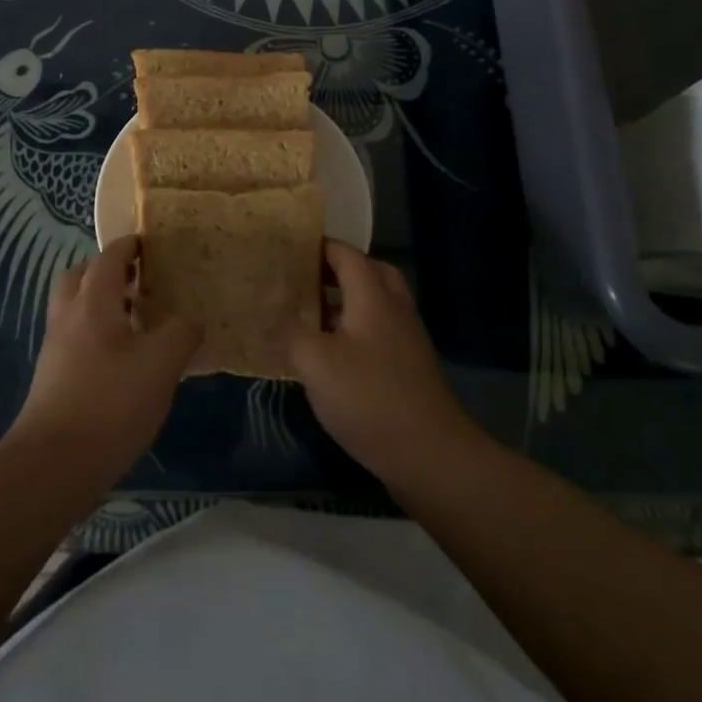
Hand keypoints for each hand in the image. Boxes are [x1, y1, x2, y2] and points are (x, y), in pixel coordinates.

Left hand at [8, 235, 201, 483]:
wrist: (53, 464)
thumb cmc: (111, 402)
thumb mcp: (161, 364)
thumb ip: (181, 332)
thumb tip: (191, 319)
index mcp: (93, 301)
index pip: (109, 257)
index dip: (129, 246)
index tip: (150, 243)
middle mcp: (68, 316)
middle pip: (81, 276)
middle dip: (107, 272)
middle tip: (139, 281)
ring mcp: (56, 348)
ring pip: (75, 309)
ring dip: (101, 304)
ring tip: (138, 321)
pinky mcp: (53, 378)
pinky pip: (75, 338)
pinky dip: (96, 334)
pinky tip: (123, 360)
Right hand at [286, 241, 479, 484]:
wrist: (430, 455)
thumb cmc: (370, 398)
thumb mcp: (316, 363)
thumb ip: (289, 334)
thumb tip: (270, 319)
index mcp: (373, 296)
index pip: (347, 254)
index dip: (319, 246)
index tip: (289, 248)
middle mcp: (394, 309)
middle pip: (368, 273)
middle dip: (336, 270)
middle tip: (303, 278)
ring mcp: (405, 339)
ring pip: (375, 303)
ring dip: (345, 301)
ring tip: (309, 313)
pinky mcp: (408, 368)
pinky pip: (378, 331)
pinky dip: (354, 328)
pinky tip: (330, 353)